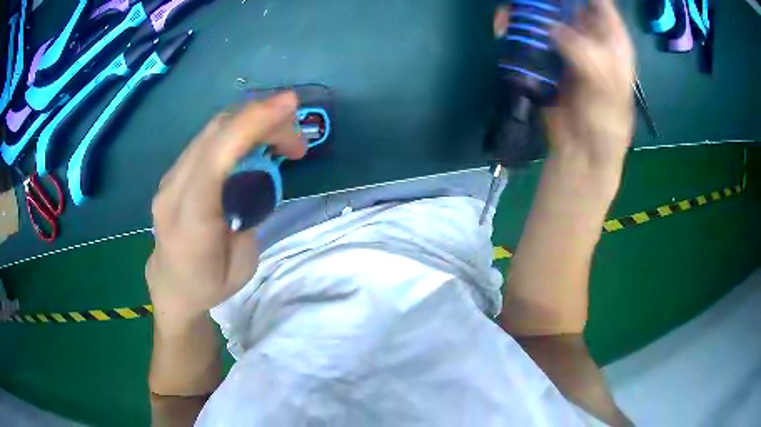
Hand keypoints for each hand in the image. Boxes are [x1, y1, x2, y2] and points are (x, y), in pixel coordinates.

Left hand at [146, 92, 305, 321]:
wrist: (172, 286)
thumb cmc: (209, 283)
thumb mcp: (242, 262)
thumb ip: (247, 212)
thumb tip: (256, 172)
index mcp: (191, 220)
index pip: (216, 158)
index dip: (251, 124)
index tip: (290, 104)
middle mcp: (173, 190)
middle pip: (216, 132)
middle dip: (262, 119)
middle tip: (296, 141)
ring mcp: (170, 177)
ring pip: (212, 129)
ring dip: (252, 122)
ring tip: (282, 141)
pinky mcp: (175, 172)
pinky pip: (208, 139)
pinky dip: (238, 131)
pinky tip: (256, 144)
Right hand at [494, 0, 634, 175]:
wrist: (580, 151)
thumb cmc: (604, 123)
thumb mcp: (605, 89)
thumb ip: (586, 55)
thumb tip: (555, 30)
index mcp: (611, 41)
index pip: (600, 4)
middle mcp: (588, 36)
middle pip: (566, 3)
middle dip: (545, 0)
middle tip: (527, 3)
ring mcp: (564, 44)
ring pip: (542, 13)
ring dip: (523, 10)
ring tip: (506, 17)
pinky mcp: (544, 56)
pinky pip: (528, 33)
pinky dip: (513, 27)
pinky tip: (502, 29)